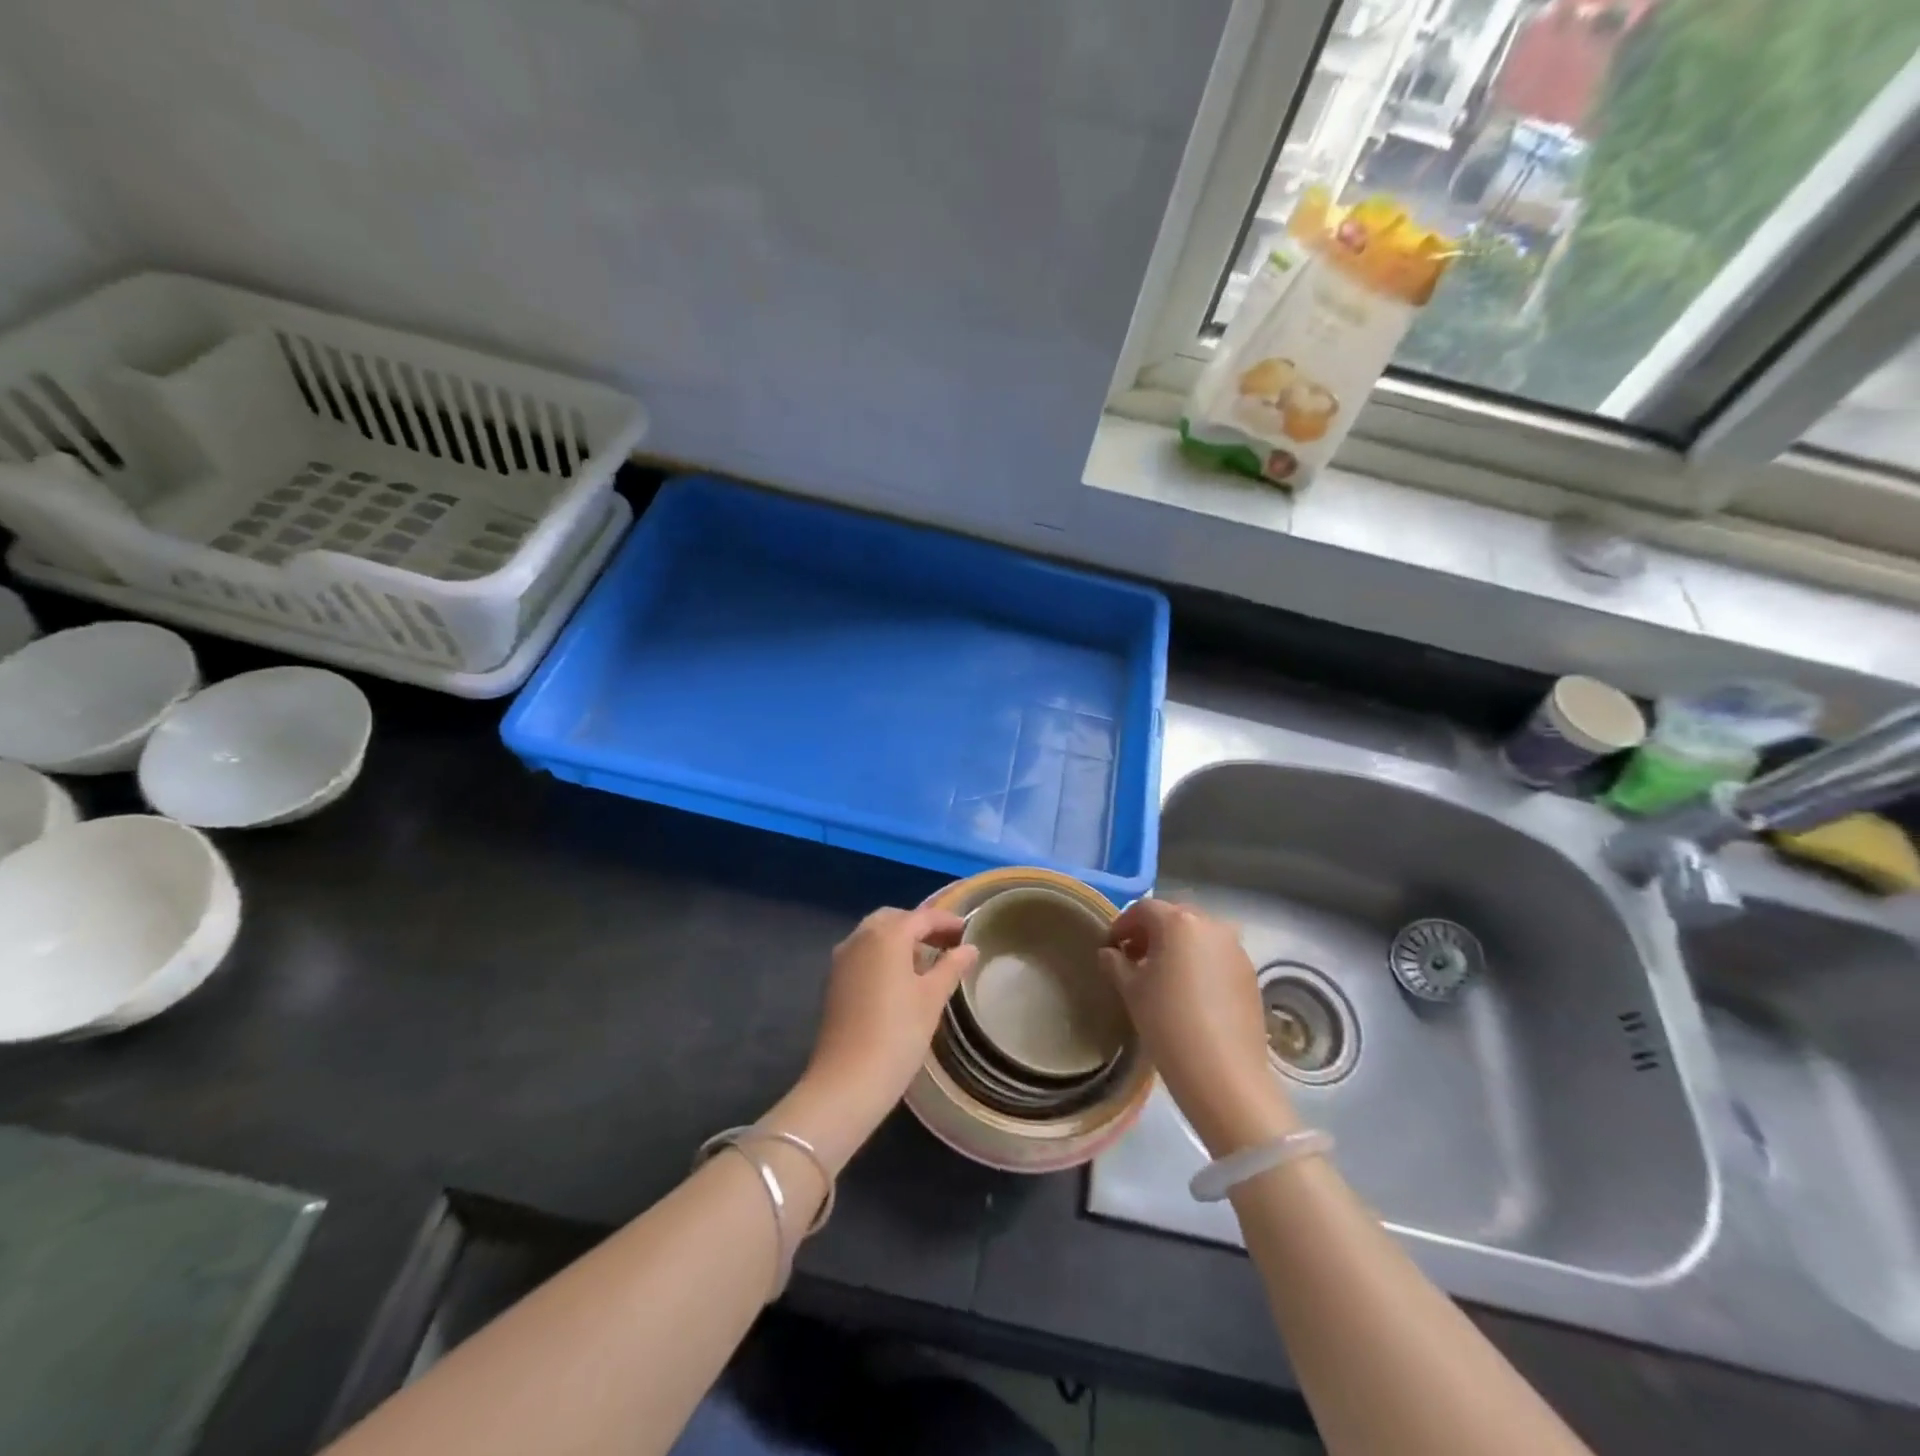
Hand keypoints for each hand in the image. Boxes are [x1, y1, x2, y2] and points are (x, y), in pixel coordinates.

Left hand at [795, 906, 976, 1152]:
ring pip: (875, 935)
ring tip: (927, 961)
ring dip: (900, 940)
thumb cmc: (898, 1033)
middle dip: (920, 926)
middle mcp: (860, 937)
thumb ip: (951, 967)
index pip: (922, 917)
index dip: (946, 921)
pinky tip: (900, 978)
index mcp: (886, 935)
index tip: (967, 931)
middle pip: (894, 919)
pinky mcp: (834, 980)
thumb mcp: (932, 998)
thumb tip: (969, 948)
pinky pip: (863, 953)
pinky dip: (883, 955)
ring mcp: (842, 959)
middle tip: (946, 943)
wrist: (848, 1080)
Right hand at [1099, 899, 1297, 1155]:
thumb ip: (1116, 963)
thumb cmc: (1167, 1023)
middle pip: (1173, 917)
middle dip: (1150, 933)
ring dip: (1176, 947)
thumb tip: (1110, 953)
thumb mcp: (1131, 990)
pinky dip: (1198, 962)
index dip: (1122, 925)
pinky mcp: (1249, 974)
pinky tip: (1187, 991)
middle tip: (1133, 958)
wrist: (1224, 1074)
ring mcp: (1235, 949)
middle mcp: (1211, 925)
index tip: (1111, 948)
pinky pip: (1216, 956)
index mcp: (1179, 922)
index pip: (1143, 910)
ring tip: (1160, 976)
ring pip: (1197, 936)